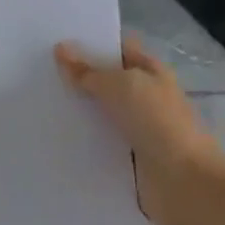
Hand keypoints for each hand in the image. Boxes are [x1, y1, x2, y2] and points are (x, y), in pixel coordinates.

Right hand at [55, 34, 224, 224]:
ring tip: (39, 102)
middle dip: (78, 77)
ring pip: (101, 113)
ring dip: (78, 111)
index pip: (117, 49)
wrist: (186, 184)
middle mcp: (146, 97)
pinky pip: (101, 143)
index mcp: (151, 71)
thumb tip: (61, 48)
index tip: (55, 40)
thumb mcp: (120, 86)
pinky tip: (56, 135)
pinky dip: (83, 140)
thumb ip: (88, 71)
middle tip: (38, 70)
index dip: (90, 43)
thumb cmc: (158, 122)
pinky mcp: (130, 159)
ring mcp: (139, 129)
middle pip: (107, 82)